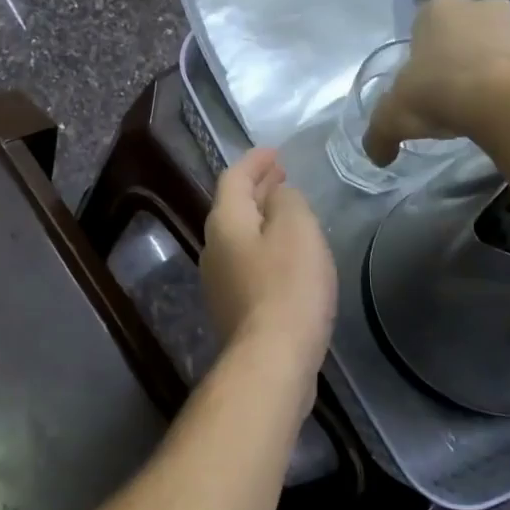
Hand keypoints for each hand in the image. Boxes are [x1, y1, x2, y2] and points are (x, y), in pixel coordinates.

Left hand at [201, 148, 336, 384]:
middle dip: (257, 187)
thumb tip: (276, 195)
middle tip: (281, 175)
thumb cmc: (288, 286)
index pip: (234, 178)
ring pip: (239, 235)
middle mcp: (213, 246)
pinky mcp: (234, 306)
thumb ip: (287, 201)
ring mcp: (219, 279)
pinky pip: (247, 261)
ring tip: (286, 209)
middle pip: (233, 206)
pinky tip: (285, 253)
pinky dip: (264, 245)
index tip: (274, 152)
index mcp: (224, 222)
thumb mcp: (296, 229)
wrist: (271, 357)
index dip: (255, 161)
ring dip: (261, 217)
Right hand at [363, 0, 509, 164]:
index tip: (423, 86)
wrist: (508, 102)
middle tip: (452, 96)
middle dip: (460, 58)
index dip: (422, 58)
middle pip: (465, 33)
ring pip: (502, 46)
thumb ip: (379, 134)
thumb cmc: (439, 93)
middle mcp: (483, 5)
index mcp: (438, 10)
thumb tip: (377, 156)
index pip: (423, 28)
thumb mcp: (392, 118)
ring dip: (495, 69)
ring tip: (486, 108)